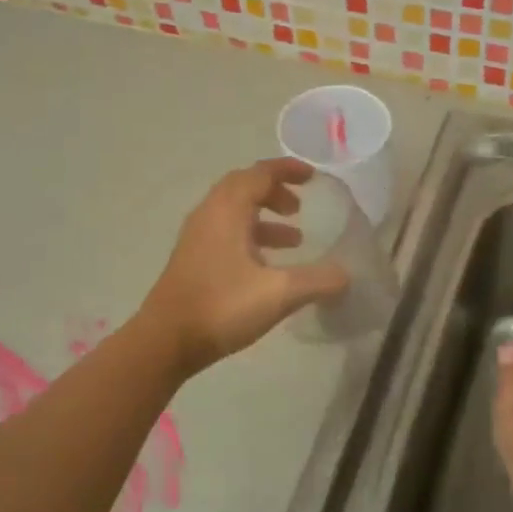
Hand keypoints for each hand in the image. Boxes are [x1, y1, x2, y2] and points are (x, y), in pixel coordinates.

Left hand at [137, 158, 349, 377]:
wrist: (166, 341)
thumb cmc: (222, 307)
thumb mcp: (279, 294)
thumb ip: (317, 281)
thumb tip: (346, 275)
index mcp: (227, 211)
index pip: (259, 174)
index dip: (287, 170)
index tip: (312, 177)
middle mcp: (209, 215)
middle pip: (244, 188)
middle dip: (275, 191)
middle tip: (300, 206)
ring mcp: (197, 238)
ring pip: (234, 213)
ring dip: (264, 218)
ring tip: (295, 239)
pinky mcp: (193, 260)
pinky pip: (226, 233)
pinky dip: (251, 237)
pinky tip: (267, 266)